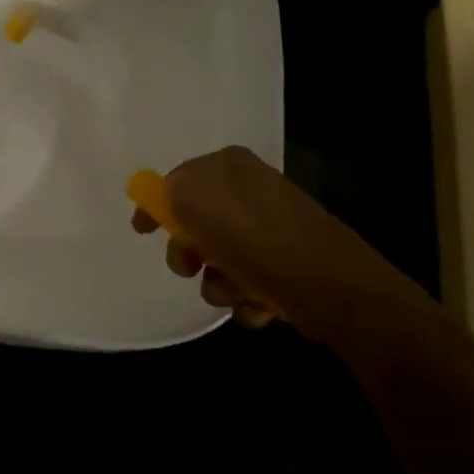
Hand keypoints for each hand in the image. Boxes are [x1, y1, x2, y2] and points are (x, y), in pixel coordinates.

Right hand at [132, 146, 427, 331]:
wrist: (332, 288)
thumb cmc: (257, 239)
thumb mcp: (197, 200)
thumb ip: (171, 189)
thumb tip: (168, 194)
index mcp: (230, 167)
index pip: (178, 179)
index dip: (156, 205)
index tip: (142, 232)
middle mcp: (252, 191)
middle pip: (197, 222)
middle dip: (189, 252)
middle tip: (191, 268)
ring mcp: (273, 228)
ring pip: (221, 257)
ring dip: (217, 282)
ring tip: (232, 294)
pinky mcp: (289, 263)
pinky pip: (248, 280)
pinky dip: (245, 297)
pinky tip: (256, 306)